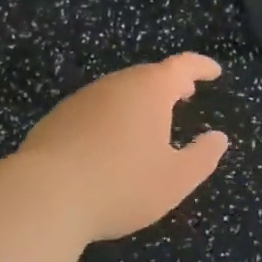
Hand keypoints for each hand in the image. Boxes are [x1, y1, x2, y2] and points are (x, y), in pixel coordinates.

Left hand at [15, 55, 230, 242]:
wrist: (43, 195)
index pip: (183, 66)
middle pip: (148, 75)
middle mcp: (116, 84)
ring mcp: (83, 99)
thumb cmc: (121, 185)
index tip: (214, 72)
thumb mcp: (174, 180)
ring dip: (139, 100)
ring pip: (119, 91)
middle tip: (185, 94)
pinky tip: (109, 143)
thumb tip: (218, 138)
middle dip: (169, 83)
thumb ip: (202, 157)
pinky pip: (95, 109)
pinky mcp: (58, 118)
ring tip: (150, 121)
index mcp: (150, 90)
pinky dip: (112, 117)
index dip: (201, 67)